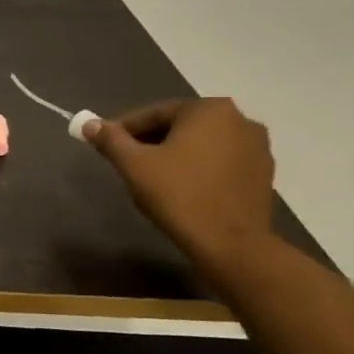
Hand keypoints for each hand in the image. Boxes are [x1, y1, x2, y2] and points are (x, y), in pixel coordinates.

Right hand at [83, 98, 276, 264]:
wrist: (231, 244)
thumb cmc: (179, 195)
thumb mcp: (134, 165)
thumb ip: (110, 140)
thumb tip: (90, 124)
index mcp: (208, 110)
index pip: (154, 113)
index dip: (124, 129)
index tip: (105, 144)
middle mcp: (240, 119)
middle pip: (180, 126)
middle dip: (151, 141)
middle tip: (126, 162)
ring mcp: (257, 147)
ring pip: (202, 144)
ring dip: (175, 154)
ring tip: (153, 177)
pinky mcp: (263, 173)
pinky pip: (220, 161)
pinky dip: (199, 168)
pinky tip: (183, 188)